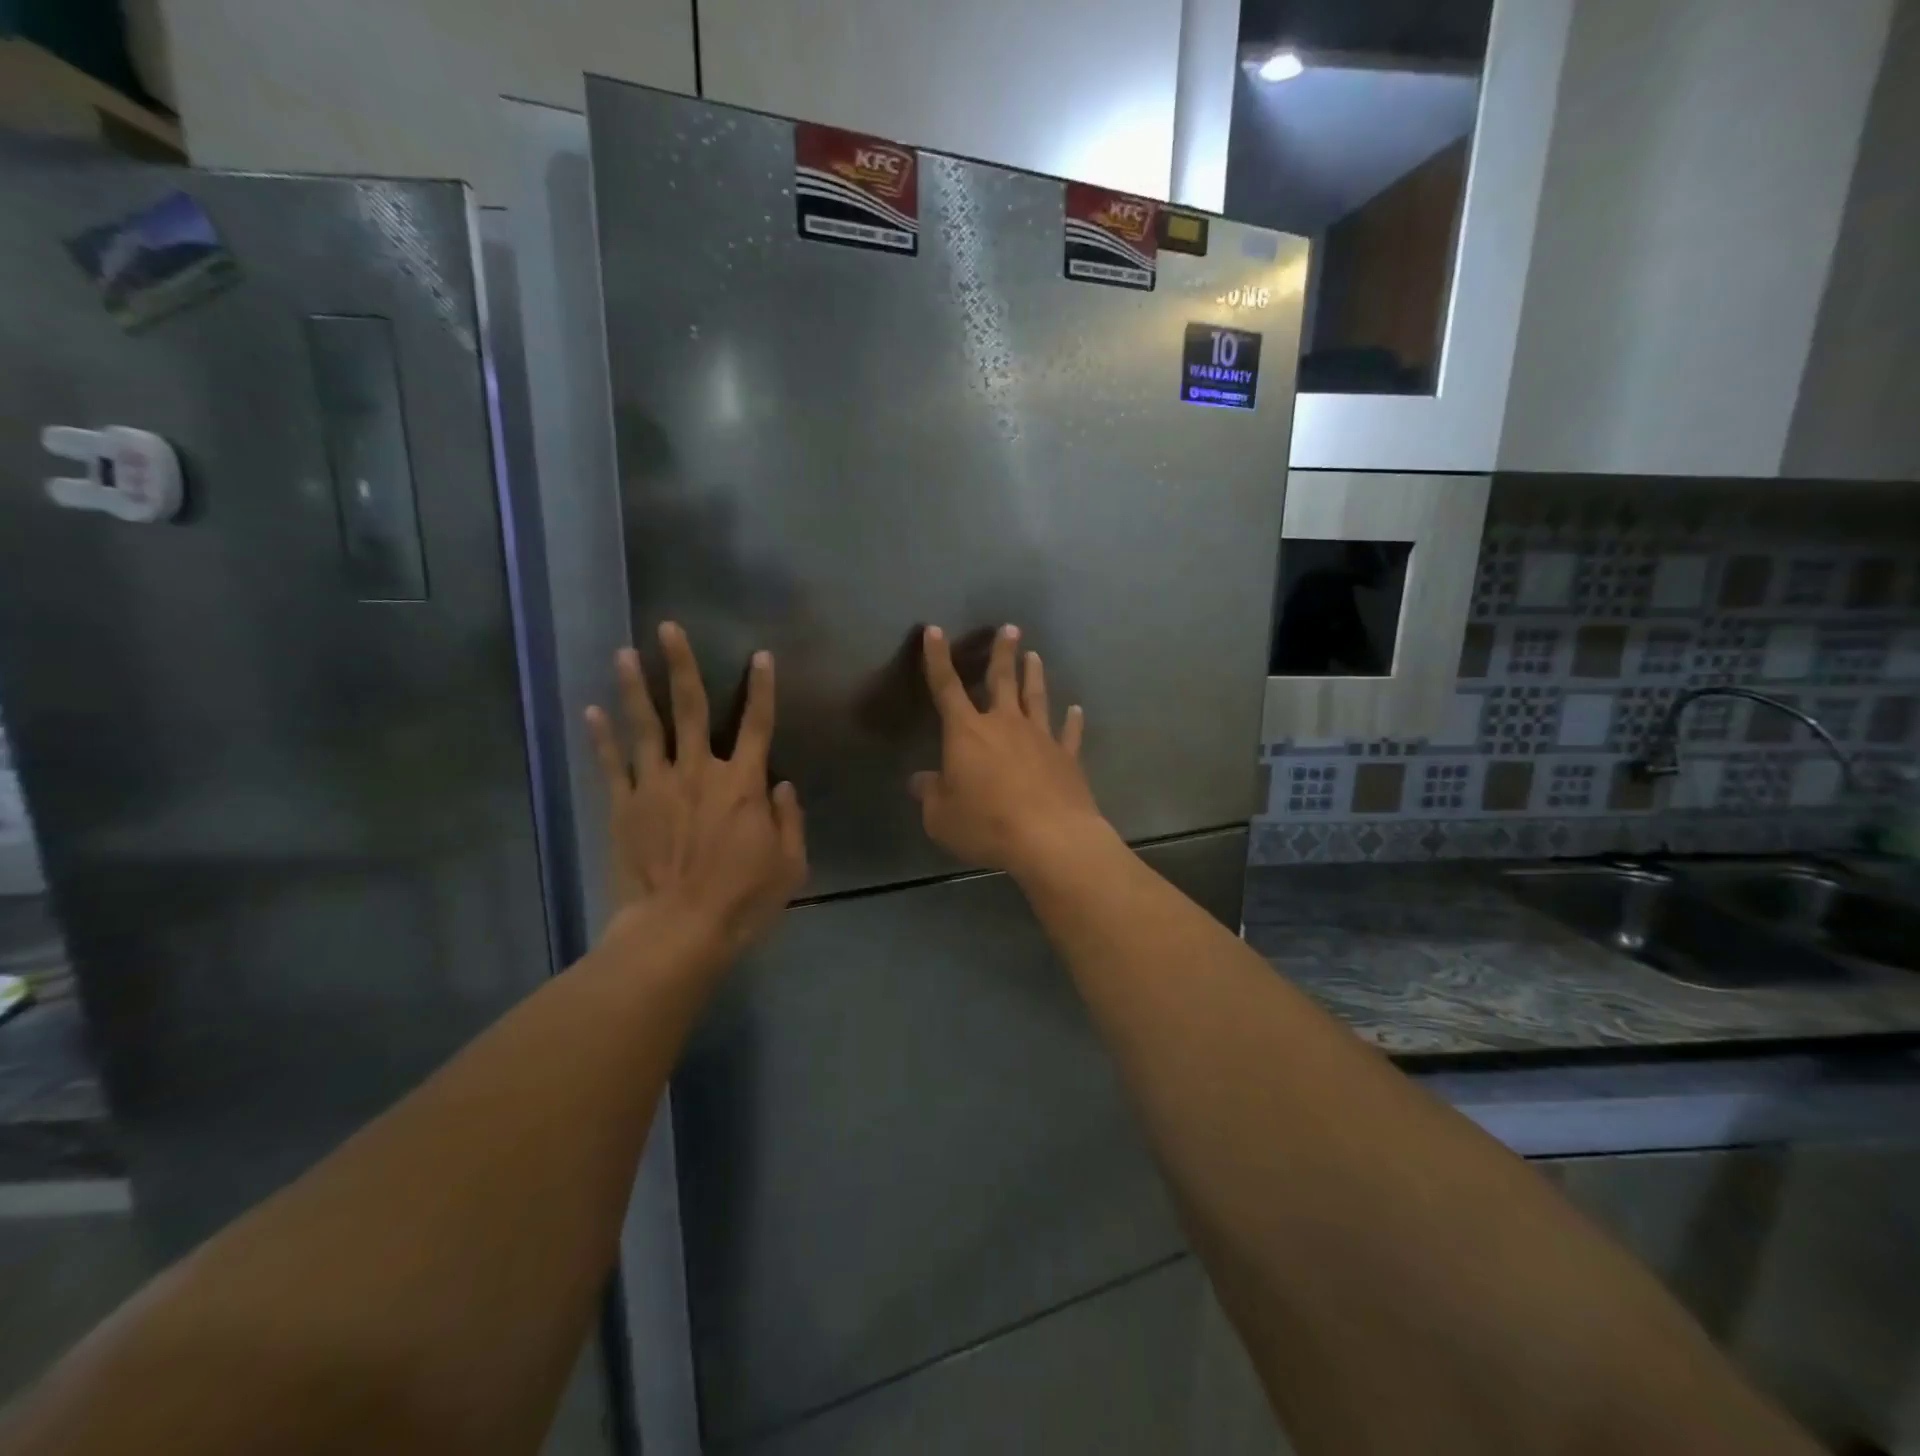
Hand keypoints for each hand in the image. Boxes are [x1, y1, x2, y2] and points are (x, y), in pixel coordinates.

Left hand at [585, 623, 807, 967]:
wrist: (678, 931)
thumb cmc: (742, 900)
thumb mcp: (790, 865)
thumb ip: (790, 819)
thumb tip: (783, 785)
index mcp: (743, 784)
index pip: (758, 725)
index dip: (762, 689)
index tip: (760, 656)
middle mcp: (699, 772)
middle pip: (690, 708)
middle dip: (680, 665)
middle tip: (667, 628)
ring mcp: (656, 786)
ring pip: (645, 727)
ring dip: (634, 688)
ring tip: (624, 654)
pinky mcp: (624, 807)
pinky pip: (612, 765)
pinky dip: (602, 738)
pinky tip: (592, 711)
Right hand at [910, 624, 1106, 874]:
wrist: (1050, 839)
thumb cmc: (987, 824)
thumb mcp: (941, 816)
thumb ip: (930, 794)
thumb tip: (918, 780)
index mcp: (967, 732)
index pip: (946, 687)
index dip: (937, 658)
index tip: (934, 630)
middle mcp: (1005, 724)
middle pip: (1002, 680)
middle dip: (1002, 653)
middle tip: (1010, 628)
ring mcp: (1041, 738)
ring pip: (1036, 697)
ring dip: (1034, 675)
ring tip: (1035, 655)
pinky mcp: (1067, 758)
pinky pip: (1069, 733)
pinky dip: (1073, 720)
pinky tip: (1076, 709)